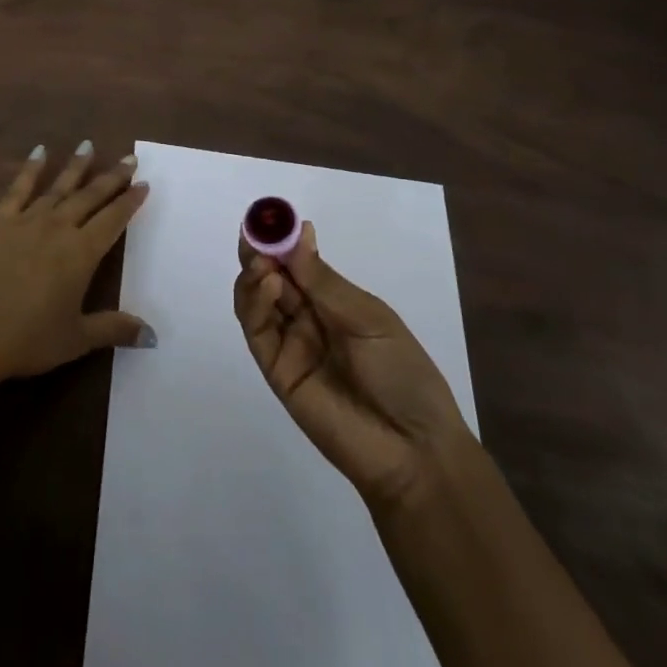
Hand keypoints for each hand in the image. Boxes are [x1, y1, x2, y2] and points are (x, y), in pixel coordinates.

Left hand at [0, 143, 151, 381]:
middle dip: (112, 177)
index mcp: (82, 253)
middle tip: (129, 158)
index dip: (130, 201)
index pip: (113, 219)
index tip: (144, 183)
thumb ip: (114, 329)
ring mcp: (28, 220)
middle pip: (91, 196)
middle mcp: (60, 228)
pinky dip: (31, 168)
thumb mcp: (77, 339)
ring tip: (89, 145)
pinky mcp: (0, 221)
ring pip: (59, 187)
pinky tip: (40, 151)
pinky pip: (18, 188)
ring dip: (76, 166)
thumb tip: (152, 336)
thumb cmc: (30, 338)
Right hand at [235, 221, 471, 512]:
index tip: (270, 216)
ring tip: (262, 261)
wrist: (413, 450)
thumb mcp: (369, 318)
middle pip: (271, 278)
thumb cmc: (403, 374)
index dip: (282, 240)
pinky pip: (257, 331)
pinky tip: (268, 283)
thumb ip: (324, 281)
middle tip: (254, 231)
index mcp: (334, 303)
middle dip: (260, 251)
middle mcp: (307, 320)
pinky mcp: (277, 371)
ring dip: (253, 274)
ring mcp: (290, 345)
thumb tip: (298, 232)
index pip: (298, 264)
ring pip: (256, 301)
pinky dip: (255, 303)